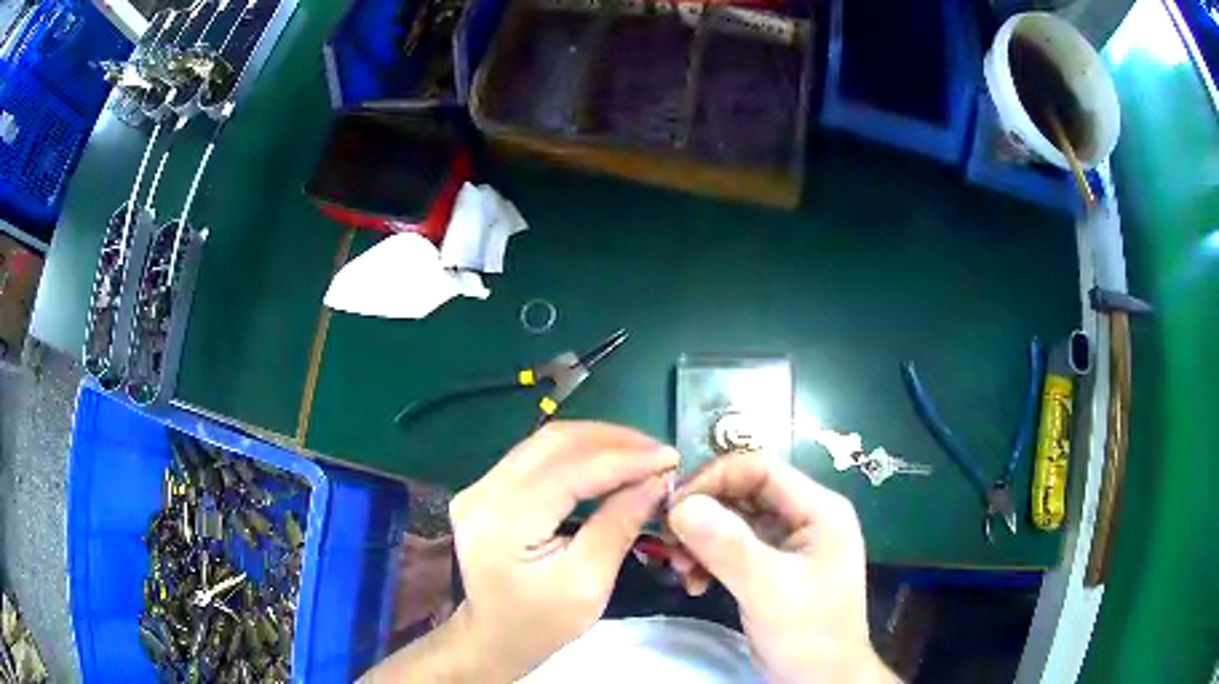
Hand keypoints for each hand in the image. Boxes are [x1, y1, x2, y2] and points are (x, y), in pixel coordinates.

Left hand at [364, 422, 676, 681]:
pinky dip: (577, 453)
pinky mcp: (485, 489)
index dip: (625, 459)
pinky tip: (608, 462)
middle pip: (554, 442)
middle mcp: (483, 492)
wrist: (492, 638)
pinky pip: (536, 456)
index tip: (671, 458)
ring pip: (545, 442)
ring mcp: (479, 487)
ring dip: (597, 442)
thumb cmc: (540, 624)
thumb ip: (618, 526)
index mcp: (504, 522)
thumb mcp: (588, 584)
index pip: (571, 471)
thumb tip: (656, 481)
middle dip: (613, 440)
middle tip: (658, 453)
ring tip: (641, 454)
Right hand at [666, 451, 896, 683]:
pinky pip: (732, 549)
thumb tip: (679, 505)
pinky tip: (694, 584)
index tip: (673, 508)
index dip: (713, 479)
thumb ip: (727, 545)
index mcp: (818, 509)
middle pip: (743, 493)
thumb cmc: (809, 633)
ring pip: (733, 521)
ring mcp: (787, 544)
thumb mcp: (769, 589)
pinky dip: (708, 560)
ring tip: (681, 570)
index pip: (760, 469)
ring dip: (701, 541)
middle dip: (702, 515)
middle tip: (669, 543)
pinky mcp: (771, 568)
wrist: (821, 681)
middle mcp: (803, 518)